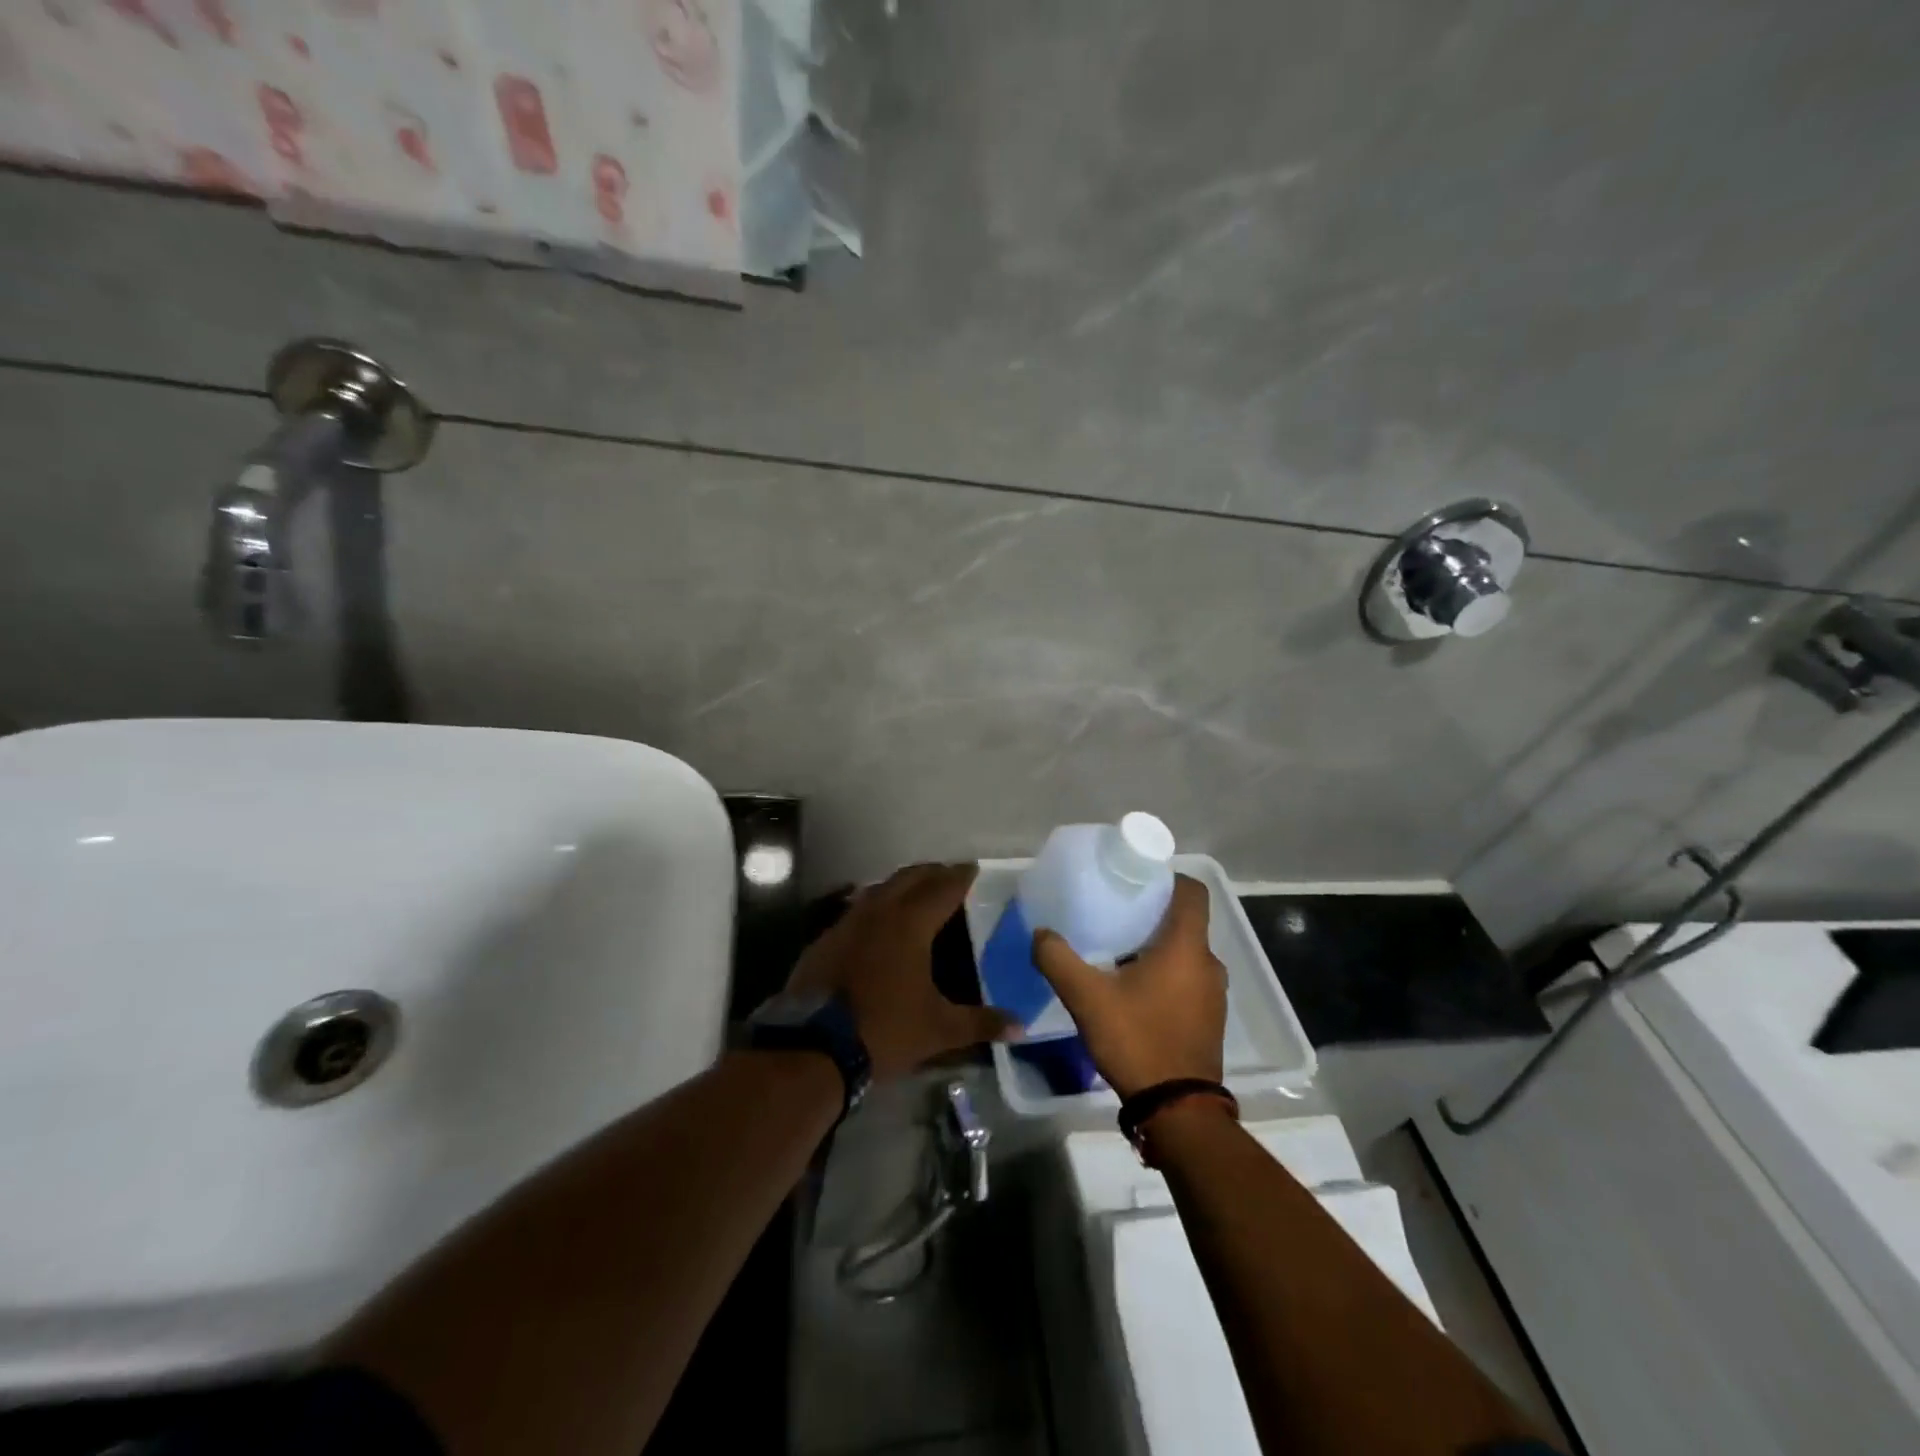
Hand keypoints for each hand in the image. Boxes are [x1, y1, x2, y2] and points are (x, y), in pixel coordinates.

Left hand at [786, 863, 1016, 1081]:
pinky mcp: (825, 940)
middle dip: (931, 872)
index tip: (973, 867)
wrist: (813, 1047)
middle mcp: (878, 912)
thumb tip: (1021, 1025)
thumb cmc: (883, 1030)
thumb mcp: (938, 1030)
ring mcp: (847, 923)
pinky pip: (856, 909)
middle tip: (949, 873)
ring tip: (916, 890)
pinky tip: (877, 920)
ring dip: (901, 884)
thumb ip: (980, 1023)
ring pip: (879, 889)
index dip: (960, 876)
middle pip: (909, 878)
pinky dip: (875, 904)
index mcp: (910, 925)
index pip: (942, 889)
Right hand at [1032, 875, 1226, 1098]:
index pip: (1192, 891)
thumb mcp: (1087, 997)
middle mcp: (1208, 963)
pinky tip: (1133, 990)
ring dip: (1157, 946)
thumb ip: (1058, 959)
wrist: (1177, 1110)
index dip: (1166, 877)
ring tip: (1117, 951)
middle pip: (1185, 921)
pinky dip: (1165, 973)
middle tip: (1114, 913)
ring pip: (1186, 952)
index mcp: (1186, 947)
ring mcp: (1213, 993)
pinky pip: (1188, 978)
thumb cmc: (1137, 1039)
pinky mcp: (1209, 1018)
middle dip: (1152, 913)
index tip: (1134, 879)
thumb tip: (1040, 933)